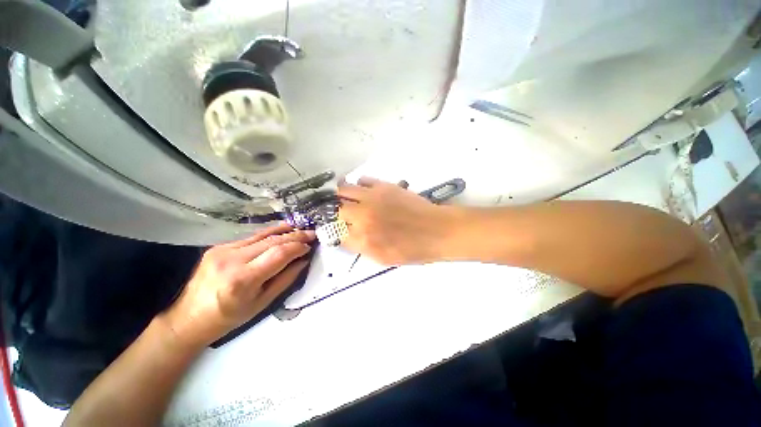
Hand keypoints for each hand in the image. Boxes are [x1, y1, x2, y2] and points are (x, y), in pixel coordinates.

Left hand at [162, 224, 314, 347]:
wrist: (188, 318)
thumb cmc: (228, 317)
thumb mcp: (262, 303)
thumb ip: (286, 279)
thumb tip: (303, 260)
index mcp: (243, 279)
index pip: (278, 254)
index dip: (298, 247)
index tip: (310, 246)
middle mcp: (232, 260)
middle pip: (272, 241)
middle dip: (295, 236)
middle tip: (312, 234)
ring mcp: (223, 250)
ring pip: (262, 235)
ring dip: (285, 231)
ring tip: (301, 230)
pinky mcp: (219, 246)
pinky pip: (251, 237)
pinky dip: (270, 234)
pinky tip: (282, 231)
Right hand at [338, 177, 459, 264]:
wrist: (437, 230)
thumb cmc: (413, 249)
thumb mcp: (383, 259)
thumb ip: (361, 247)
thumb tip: (346, 236)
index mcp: (363, 239)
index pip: (337, 233)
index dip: (336, 232)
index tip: (339, 230)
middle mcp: (363, 216)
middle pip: (336, 210)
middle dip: (336, 213)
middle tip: (342, 214)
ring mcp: (372, 198)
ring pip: (344, 190)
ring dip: (342, 196)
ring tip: (346, 198)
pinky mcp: (383, 186)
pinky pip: (363, 179)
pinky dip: (359, 185)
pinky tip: (364, 191)